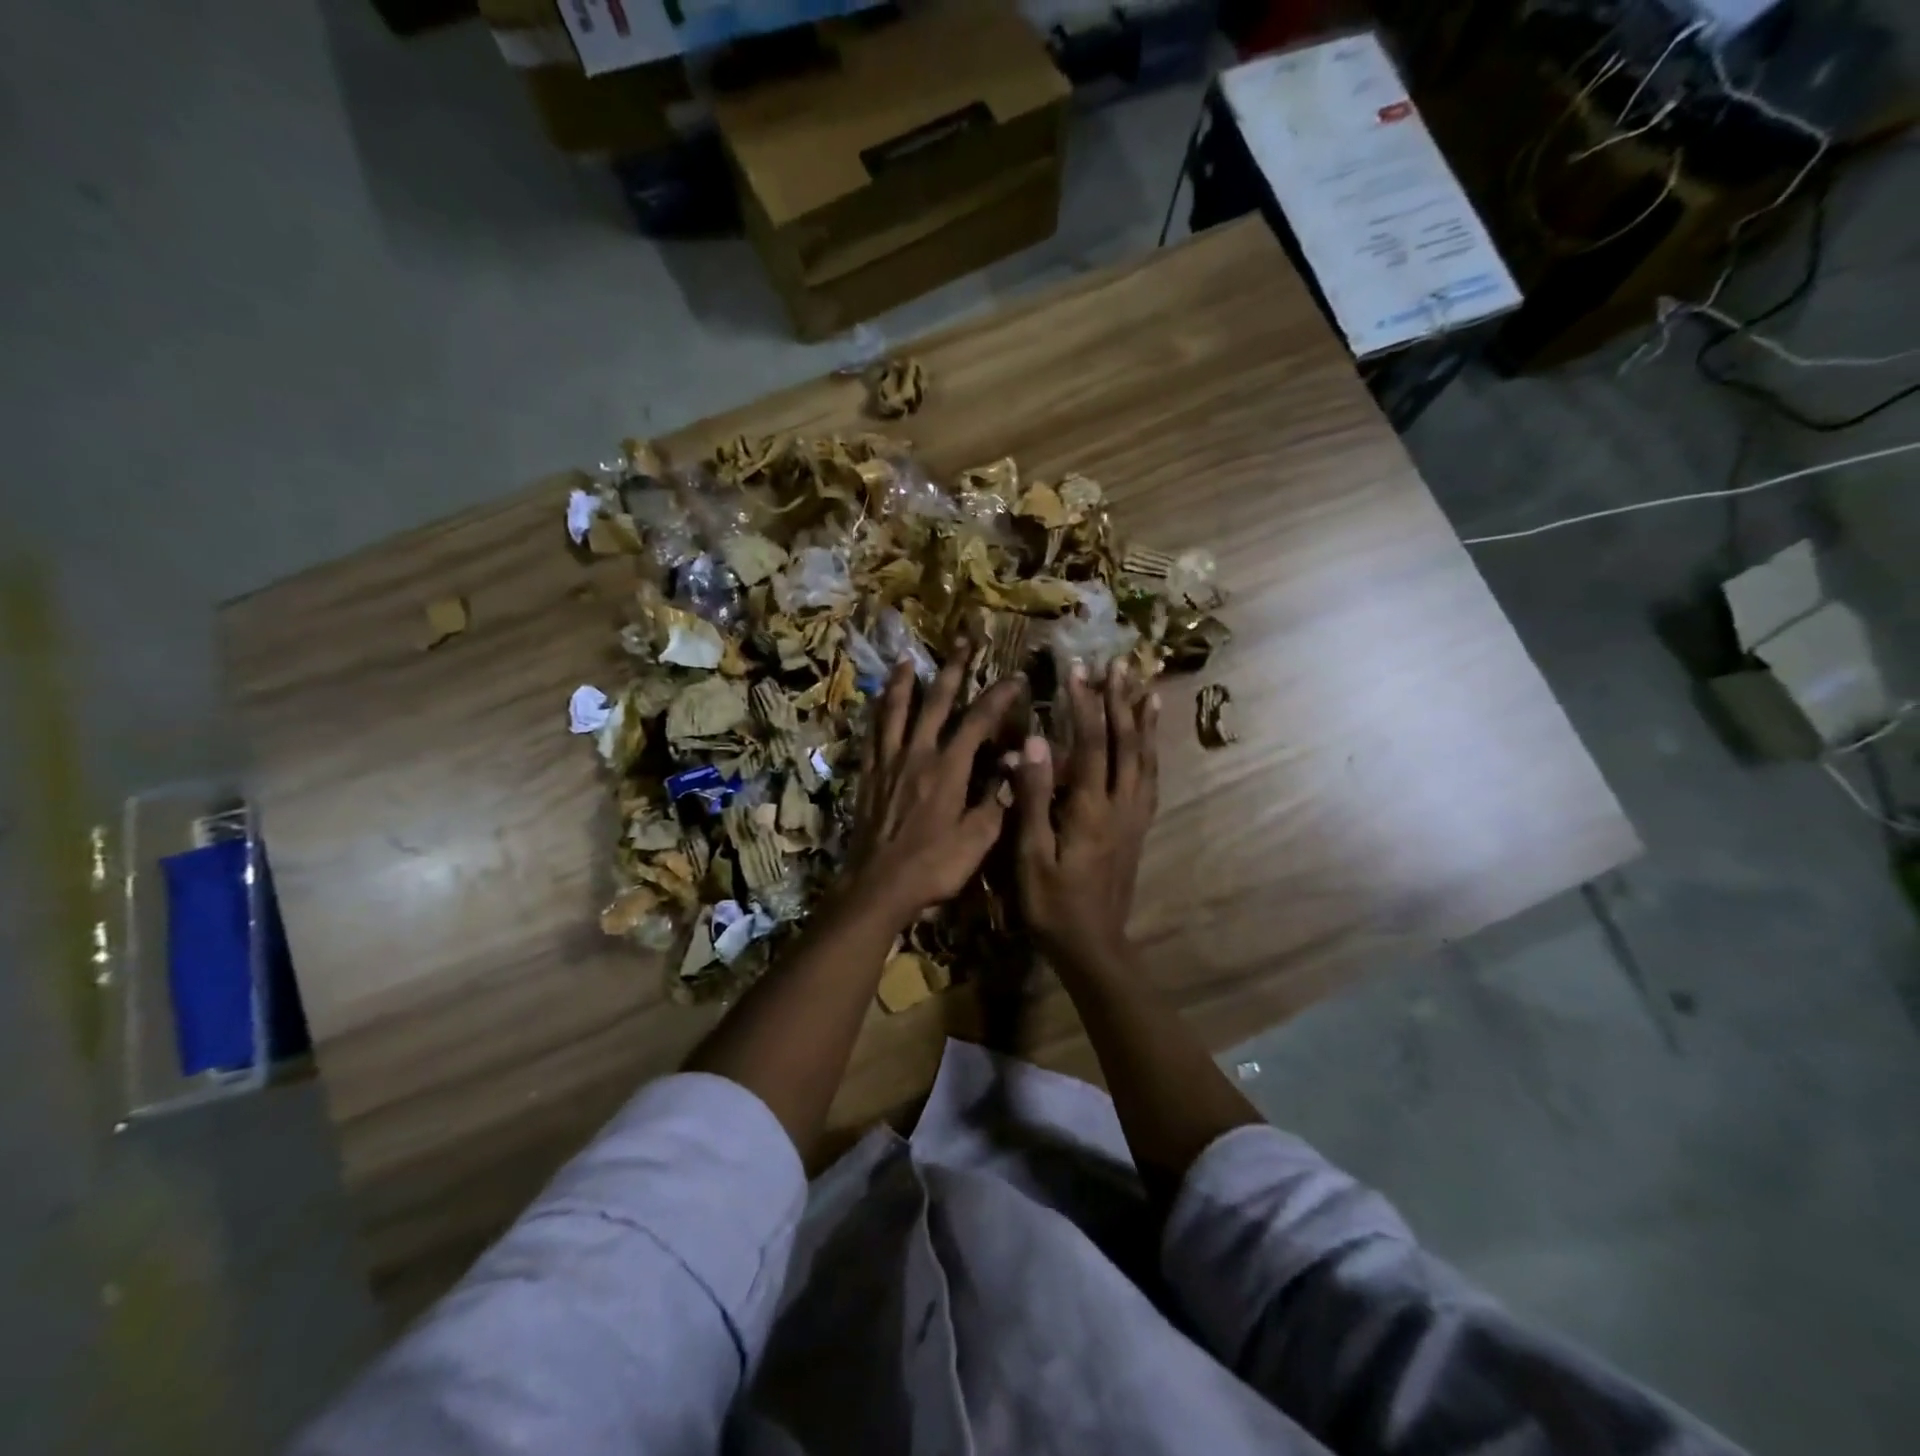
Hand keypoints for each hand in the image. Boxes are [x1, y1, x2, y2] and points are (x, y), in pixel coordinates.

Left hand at [843, 653, 1024, 930]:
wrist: (876, 887)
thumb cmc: (933, 867)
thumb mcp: (977, 840)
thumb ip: (997, 799)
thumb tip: (1015, 762)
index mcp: (947, 769)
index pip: (978, 721)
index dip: (998, 696)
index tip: (1016, 678)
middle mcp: (917, 755)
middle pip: (935, 703)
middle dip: (952, 670)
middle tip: (962, 642)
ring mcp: (888, 763)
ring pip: (896, 712)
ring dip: (905, 684)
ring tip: (908, 659)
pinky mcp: (867, 777)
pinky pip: (872, 736)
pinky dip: (877, 715)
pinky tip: (877, 705)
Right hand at [1012, 662, 1159, 967]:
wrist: (1093, 945)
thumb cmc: (1052, 904)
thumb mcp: (1031, 855)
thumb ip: (1033, 798)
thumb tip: (1033, 744)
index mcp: (1090, 809)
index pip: (1089, 744)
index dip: (1084, 704)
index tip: (1078, 669)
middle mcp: (1120, 805)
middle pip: (1125, 743)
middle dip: (1118, 701)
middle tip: (1117, 665)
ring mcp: (1134, 817)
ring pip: (1145, 758)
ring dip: (1143, 721)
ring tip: (1146, 688)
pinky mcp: (1139, 828)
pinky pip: (1151, 780)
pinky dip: (1153, 752)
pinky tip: (1151, 740)